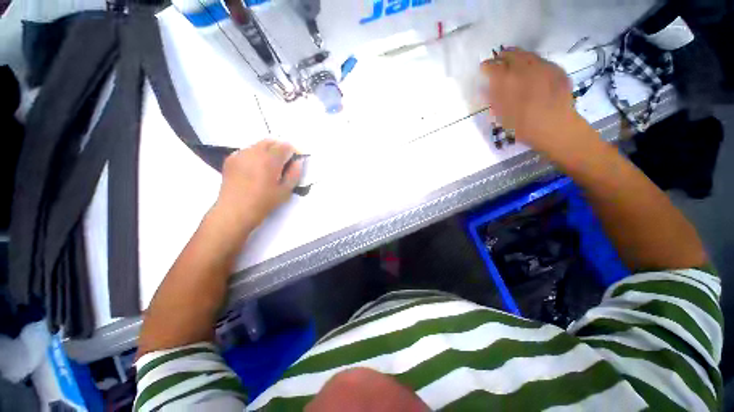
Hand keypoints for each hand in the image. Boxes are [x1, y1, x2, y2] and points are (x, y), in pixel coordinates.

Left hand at [214, 139, 302, 230]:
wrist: (234, 211)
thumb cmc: (263, 203)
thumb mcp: (285, 191)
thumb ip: (295, 173)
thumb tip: (298, 161)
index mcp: (270, 160)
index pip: (285, 145)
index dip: (294, 150)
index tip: (297, 159)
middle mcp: (254, 152)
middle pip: (271, 141)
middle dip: (280, 148)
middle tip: (285, 161)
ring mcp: (240, 154)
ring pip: (258, 144)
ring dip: (268, 150)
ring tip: (270, 165)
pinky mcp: (231, 159)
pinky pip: (247, 150)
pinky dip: (255, 154)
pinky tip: (256, 168)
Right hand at [480, 48, 586, 152]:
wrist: (556, 127)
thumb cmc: (523, 126)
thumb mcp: (501, 115)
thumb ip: (494, 98)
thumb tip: (485, 88)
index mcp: (508, 82)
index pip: (493, 67)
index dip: (487, 66)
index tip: (484, 67)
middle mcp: (525, 69)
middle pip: (512, 55)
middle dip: (503, 56)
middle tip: (498, 58)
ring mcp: (543, 67)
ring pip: (528, 55)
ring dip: (518, 55)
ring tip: (513, 59)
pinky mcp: (557, 70)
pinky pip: (542, 60)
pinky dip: (533, 61)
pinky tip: (532, 69)